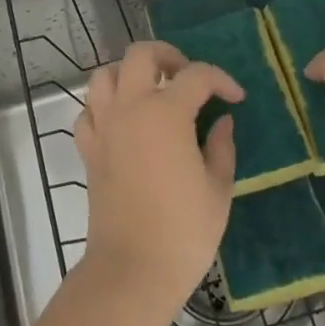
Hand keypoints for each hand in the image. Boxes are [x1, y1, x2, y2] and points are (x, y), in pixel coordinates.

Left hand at [73, 41, 242, 315]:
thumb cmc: (183, 231)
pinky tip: (123, 123)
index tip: (236, 97)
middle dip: (167, 55)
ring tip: (151, 91)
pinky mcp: (89, 150)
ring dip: (129, 74)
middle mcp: (130, 108)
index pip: (197, 75)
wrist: (132, 270)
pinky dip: (104, 107)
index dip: (221, 80)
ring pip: (105, 75)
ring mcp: (104, 127)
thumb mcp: (218, 188)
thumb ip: (221, 146)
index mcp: (166, 112)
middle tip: (187, 77)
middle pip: (141, 55)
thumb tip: (221, 121)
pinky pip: (89, 111)